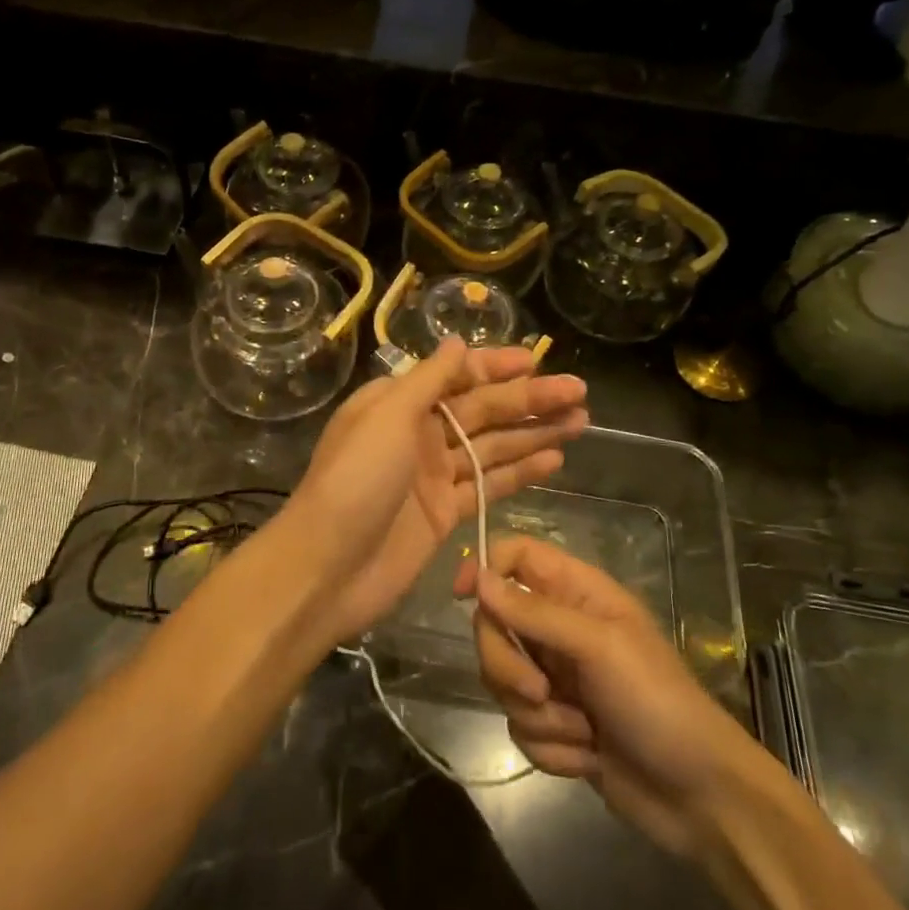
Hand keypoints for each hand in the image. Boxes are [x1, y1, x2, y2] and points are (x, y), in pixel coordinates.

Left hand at [281, 339, 586, 645]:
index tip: (536, 360)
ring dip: (534, 433)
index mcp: (398, 403)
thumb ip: (428, 380)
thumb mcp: (387, 416)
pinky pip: (490, 485)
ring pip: (493, 446)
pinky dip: (521, 472)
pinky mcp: (446, 514)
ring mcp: (433, 475)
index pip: (456, 375)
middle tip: (579, 391)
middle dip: (529, 399)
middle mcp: (418, 433)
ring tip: (581, 421)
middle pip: (483, 410)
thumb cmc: (354, 480)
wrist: (327, 568)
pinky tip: (555, 460)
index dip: (496, 366)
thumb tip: (456, 342)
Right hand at [452, 537, 751, 857]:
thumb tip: (478, 579)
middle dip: (509, 665)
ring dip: (536, 714)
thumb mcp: (599, 647)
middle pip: (495, 625)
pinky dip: (550, 747)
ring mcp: (557, 678)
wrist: (701, 797)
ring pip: (502, 680)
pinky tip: (587, 756)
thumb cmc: (657, 702)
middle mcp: (560, 628)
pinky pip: (520, 726)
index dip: (485, 568)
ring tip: (581, 731)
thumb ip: (535, 613)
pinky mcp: (556, 725)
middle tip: (539, 690)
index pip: (515, 557)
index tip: (464, 596)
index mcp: (577, 593)